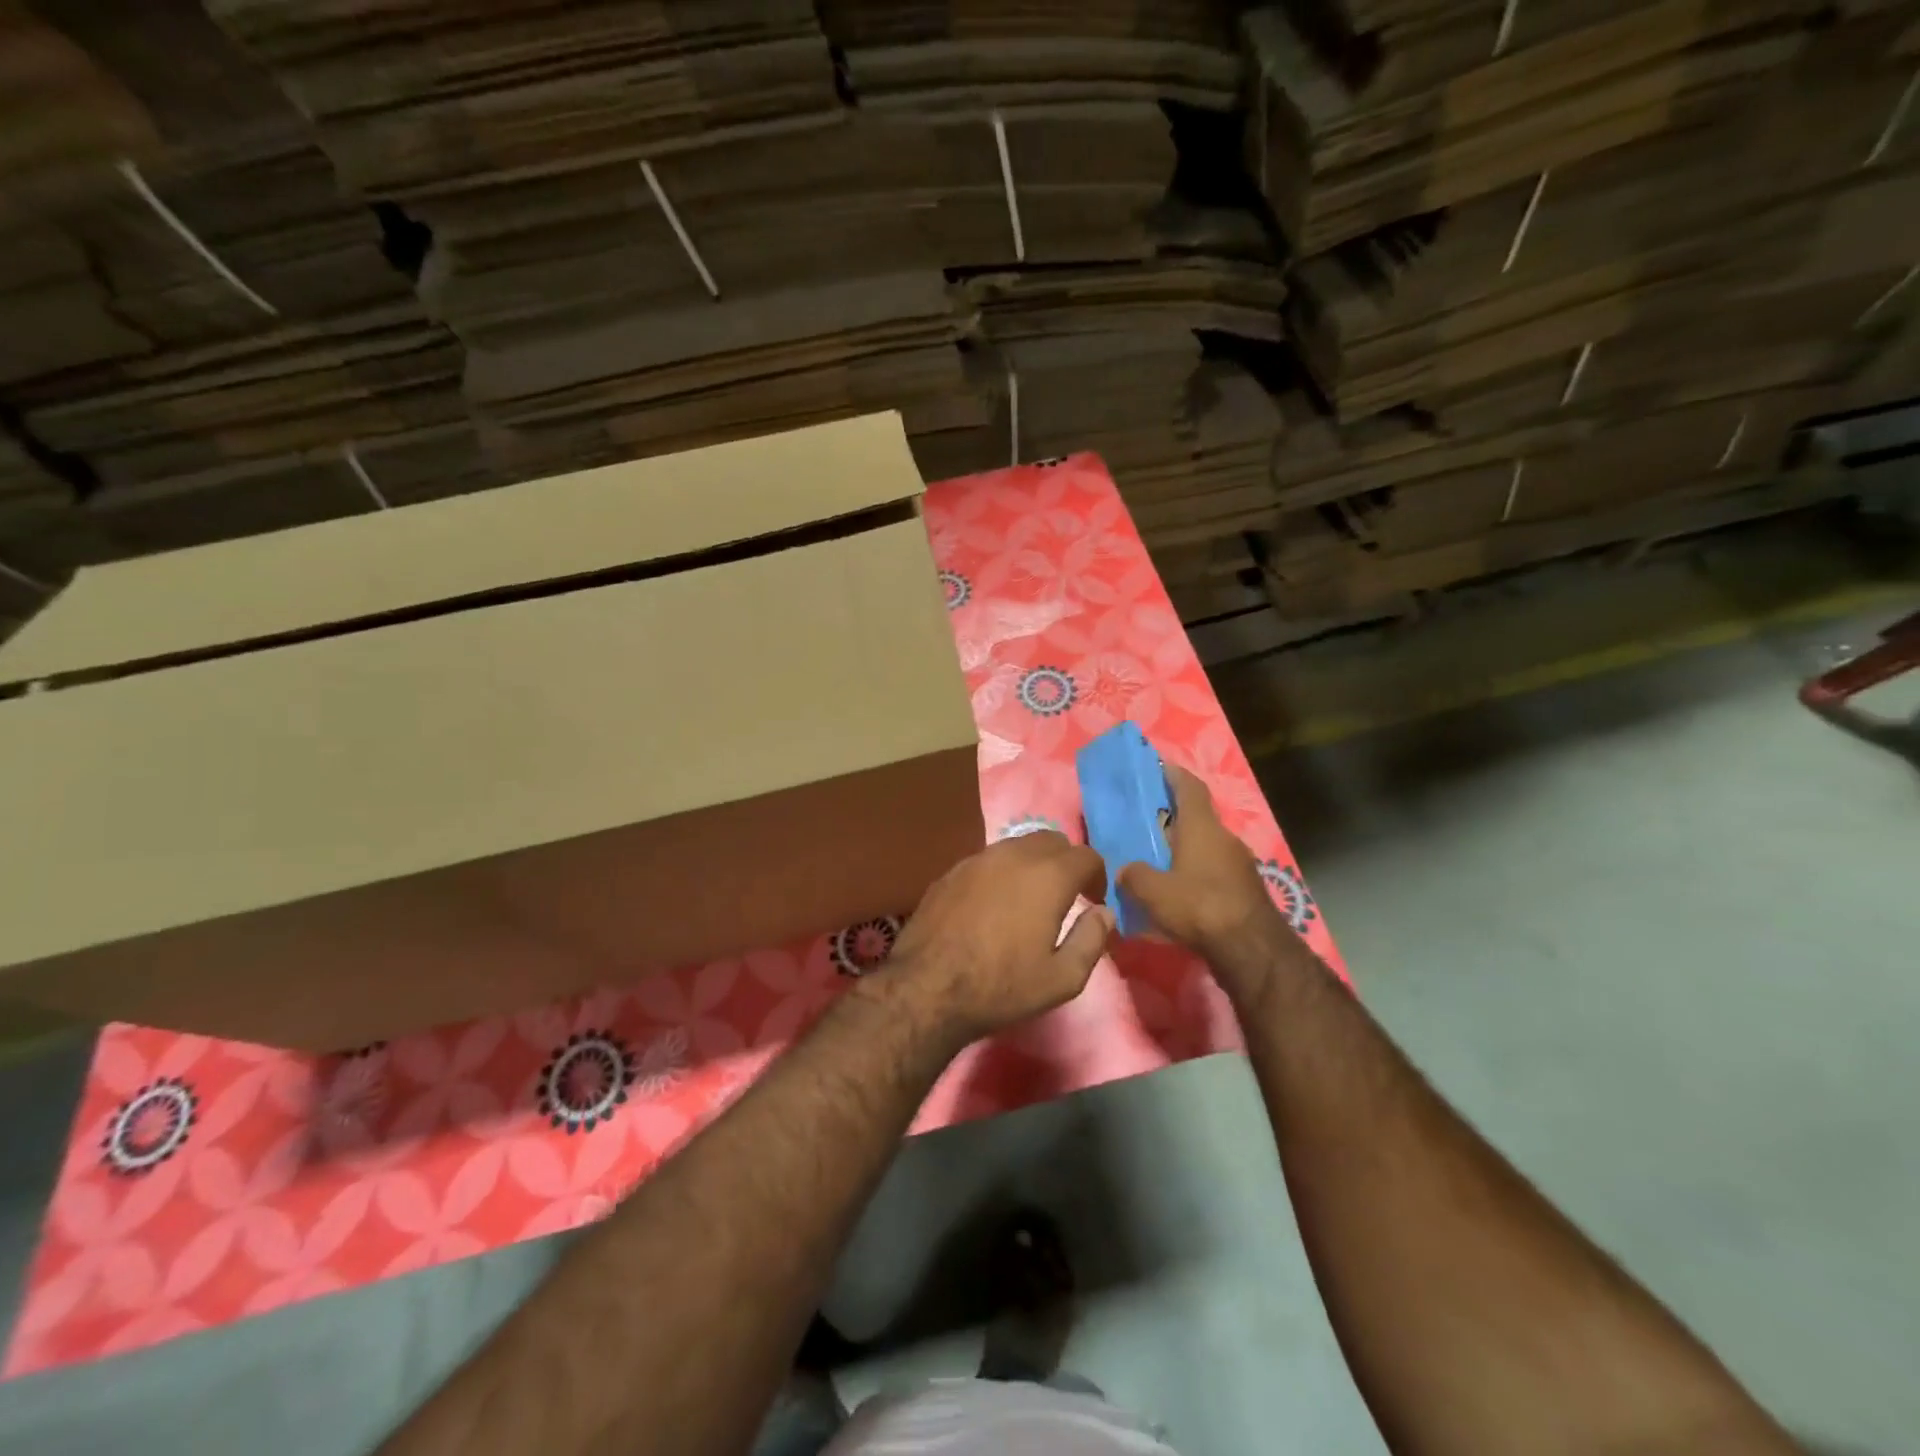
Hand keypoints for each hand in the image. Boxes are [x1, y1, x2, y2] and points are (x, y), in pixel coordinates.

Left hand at [873, 831, 1113, 1047]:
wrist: (928, 988)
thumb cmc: (1002, 986)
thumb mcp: (1062, 978)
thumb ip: (1092, 939)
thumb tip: (1105, 913)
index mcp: (1048, 876)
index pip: (1086, 856)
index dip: (1097, 876)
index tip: (1093, 901)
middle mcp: (1014, 855)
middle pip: (1052, 840)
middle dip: (1066, 862)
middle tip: (1066, 895)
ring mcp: (978, 859)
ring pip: (1017, 845)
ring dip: (1033, 863)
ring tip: (1030, 898)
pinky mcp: (951, 871)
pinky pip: (988, 860)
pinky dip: (1002, 872)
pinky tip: (994, 903)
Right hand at [1119, 766, 1301, 999]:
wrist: (1252, 949)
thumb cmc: (1199, 906)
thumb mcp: (1153, 891)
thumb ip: (1134, 876)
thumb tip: (1125, 871)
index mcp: (1202, 827)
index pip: (1190, 787)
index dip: (1173, 773)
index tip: (1156, 766)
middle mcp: (1224, 838)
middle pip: (1197, 818)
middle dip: (1172, 819)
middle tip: (1144, 825)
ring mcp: (1239, 865)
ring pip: (1205, 847)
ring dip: (1183, 851)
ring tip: (1157, 864)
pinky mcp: (1245, 890)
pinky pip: (1214, 873)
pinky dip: (1195, 876)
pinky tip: (1178, 896)